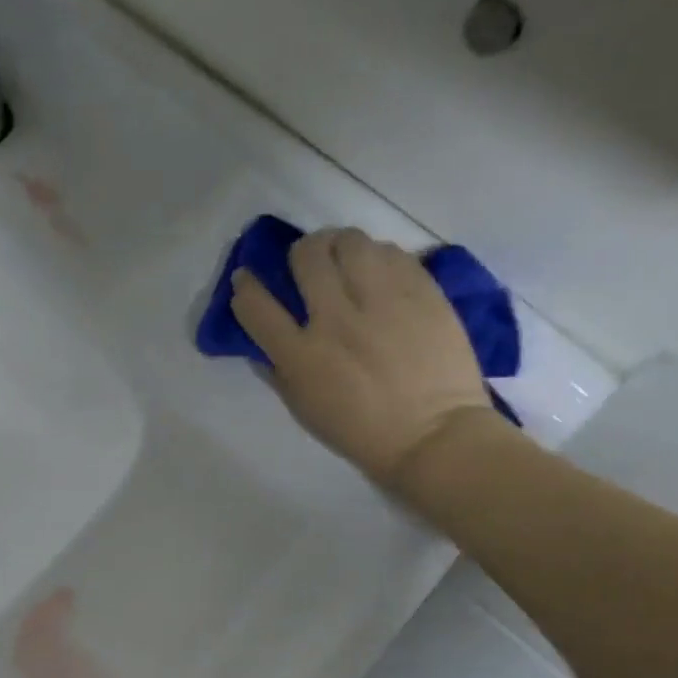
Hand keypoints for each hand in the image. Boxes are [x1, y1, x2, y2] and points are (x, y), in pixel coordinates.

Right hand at [229, 227, 496, 489]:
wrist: (432, 435)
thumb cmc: (360, 430)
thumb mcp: (304, 408)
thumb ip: (280, 370)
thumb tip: (265, 340)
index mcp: (302, 356)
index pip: (257, 306)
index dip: (245, 287)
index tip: (246, 279)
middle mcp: (336, 319)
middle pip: (307, 257)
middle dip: (299, 254)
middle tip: (307, 263)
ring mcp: (382, 301)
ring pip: (351, 242)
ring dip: (340, 245)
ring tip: (345, 259)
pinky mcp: (421, 292)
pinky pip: (393, 253)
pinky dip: (378, 257)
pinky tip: (380, 273)